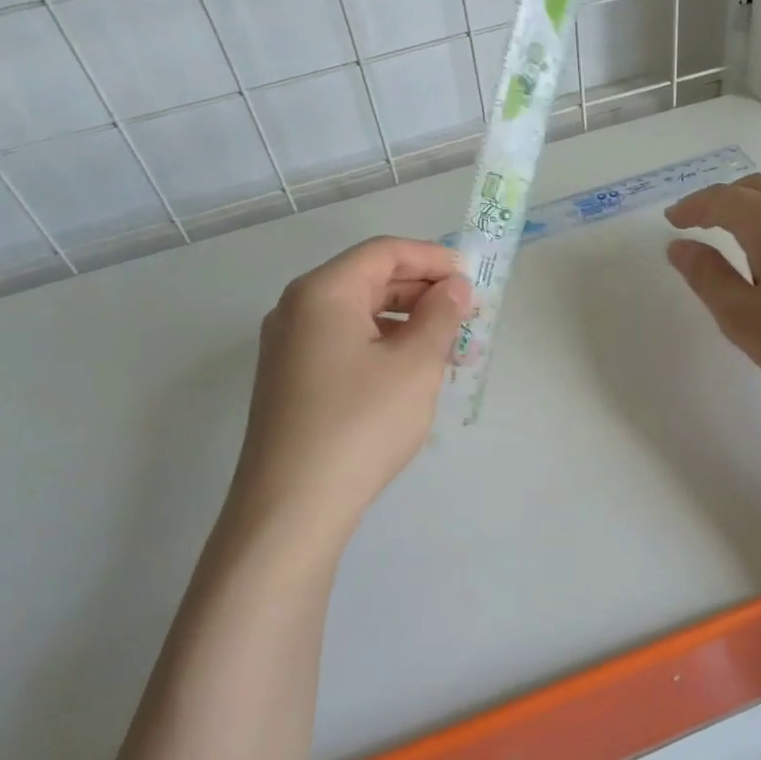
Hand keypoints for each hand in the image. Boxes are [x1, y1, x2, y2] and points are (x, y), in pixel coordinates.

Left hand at [233, 237, 469, 543]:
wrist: (292, 507)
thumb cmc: (361, 423)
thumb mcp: (415, 364)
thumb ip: (440, 315)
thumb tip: (454, 286)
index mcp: (322, 292)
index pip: (384, 252)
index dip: (432, 257)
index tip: (472, 275)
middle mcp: (297, 310)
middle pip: (368, 280)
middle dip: (422, 291)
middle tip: (467, 313)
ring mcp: (289, 348)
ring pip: (358, 316)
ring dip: (407, 322)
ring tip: (450, 348)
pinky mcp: (291, 382)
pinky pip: (344, 345)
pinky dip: (383, 346)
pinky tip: (412, 374)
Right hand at [665, 174, 760, 420]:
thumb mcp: (742, 317)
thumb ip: (706, 276)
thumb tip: (680, 247)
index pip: (720, 199)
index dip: (692, 207)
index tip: (672, 220)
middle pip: (754, 186)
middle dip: (721, 200)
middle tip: (699, 222)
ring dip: (754, 202)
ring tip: (739, 230)